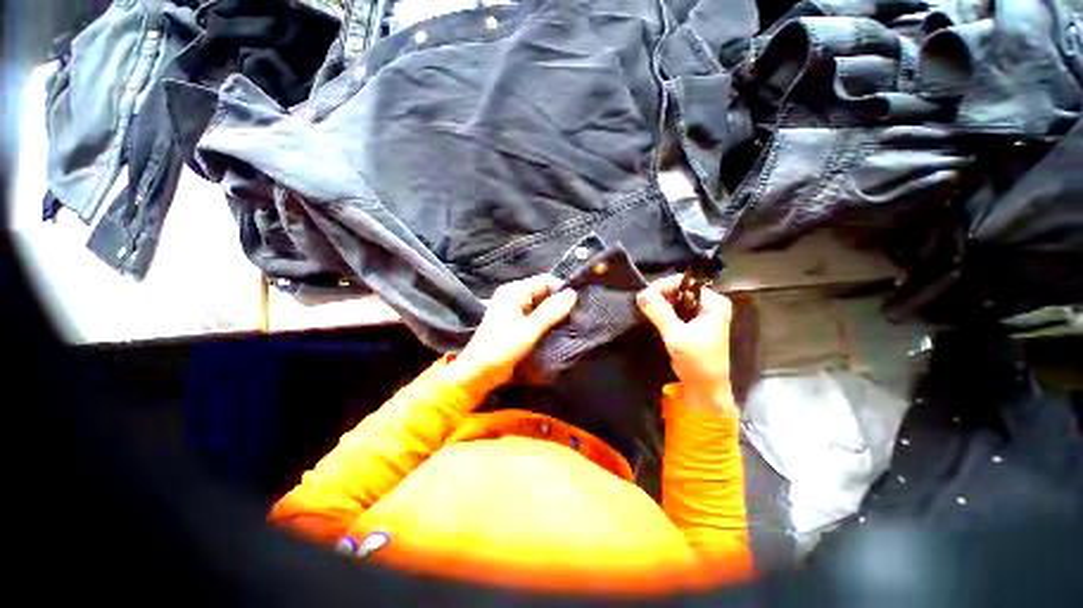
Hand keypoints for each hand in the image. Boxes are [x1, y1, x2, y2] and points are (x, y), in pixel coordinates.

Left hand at [444, 274, 577, 393]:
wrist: (480, 372)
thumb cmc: (501, 348)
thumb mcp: (529, 329)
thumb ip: (551, 311)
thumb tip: (572, 294)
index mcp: (514, 292)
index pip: (545, 281)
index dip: (562, 289)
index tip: (578, 303)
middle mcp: (515, 297)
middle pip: (544, 292)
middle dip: (560, 302)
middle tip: (578, 315)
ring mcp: (516, 310)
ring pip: (543, 305)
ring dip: (556, 314)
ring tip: (573, 323)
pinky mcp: (519, 323)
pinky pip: (538, 317)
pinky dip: (549, 322)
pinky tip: (561, 329)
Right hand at [637, 274, 734, 412]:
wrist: (704, 387)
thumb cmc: (697, 361)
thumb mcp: (676, 335)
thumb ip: (659, 312)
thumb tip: (641, 293)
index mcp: (714, 303)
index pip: (684, 284)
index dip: (663, 286)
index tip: (643, 296)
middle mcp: (708, 304)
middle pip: (679, 290)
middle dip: (659, 295)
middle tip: (641, 304)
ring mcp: (700, 314)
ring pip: (674, 300)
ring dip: (659, 304)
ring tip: (644, 309)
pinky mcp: (690, 324)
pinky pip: (673, 311)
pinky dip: (661, 313)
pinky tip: (651, 316)